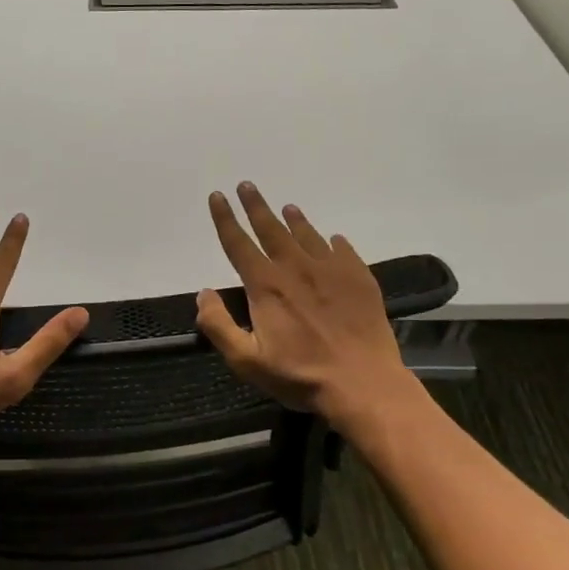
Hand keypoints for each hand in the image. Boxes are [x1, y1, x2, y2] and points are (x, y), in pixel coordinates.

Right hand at [195, 182, 418, 428]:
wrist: (364, 384)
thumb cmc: (300, 376)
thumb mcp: (247, 360)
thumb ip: (219, 325)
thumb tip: (203, 294)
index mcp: (266, 285)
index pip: (238, 243)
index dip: (225, 218)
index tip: (218, 196)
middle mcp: (296, 268)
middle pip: (271, 228)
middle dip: (256, 206)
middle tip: (247, 185)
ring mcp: (331, 270)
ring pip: (307, 235)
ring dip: (294, 220)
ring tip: (287, 207)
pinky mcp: (359, 279)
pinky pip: (343, 250)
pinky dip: (333, 242)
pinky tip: (333, 239)